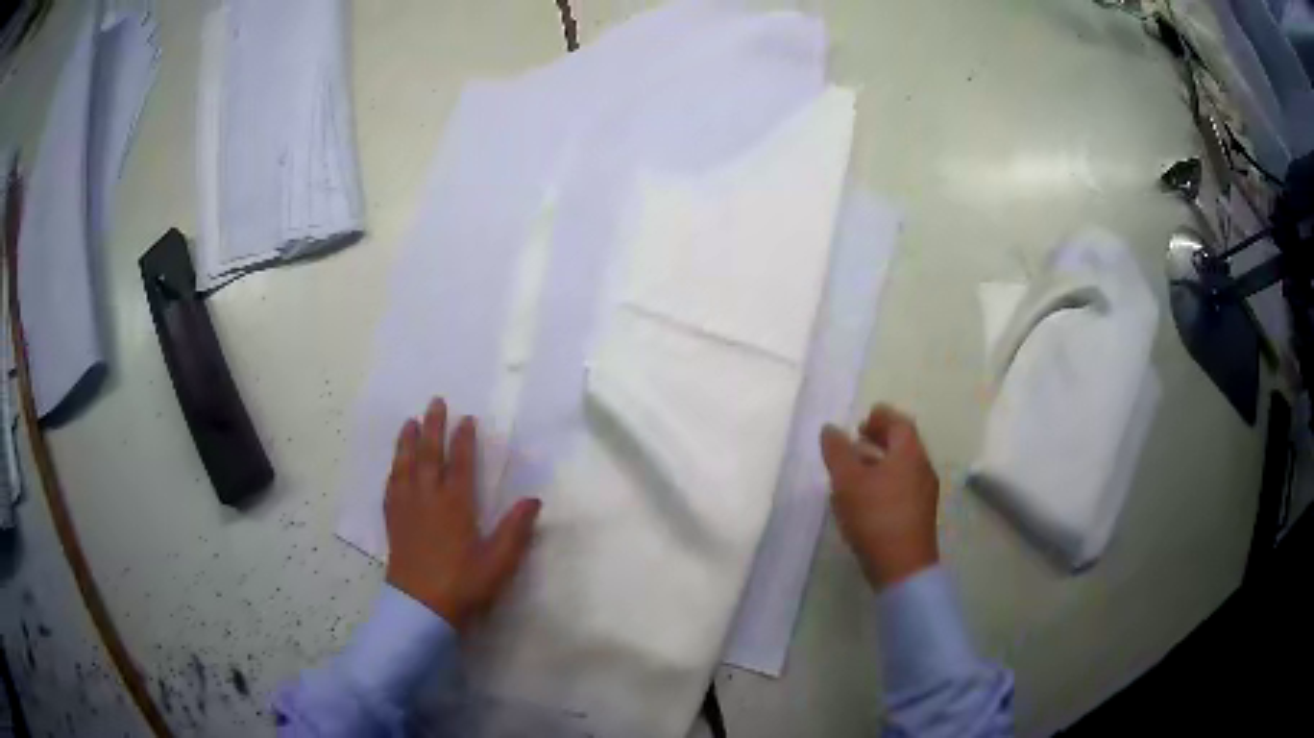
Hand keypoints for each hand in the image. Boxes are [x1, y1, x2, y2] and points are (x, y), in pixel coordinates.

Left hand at [384, 398, 541, 631]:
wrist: (421, 608)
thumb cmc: (464, 584)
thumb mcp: (498, 561)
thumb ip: (515, 530)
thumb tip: (533, 499)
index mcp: (455, 505)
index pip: (460, 463)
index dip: (464, 439)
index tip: (466, 419)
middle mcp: (428, 499)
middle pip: (429, 455)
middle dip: (432, 427)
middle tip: (434, 402)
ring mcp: (407, 509)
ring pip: (405, 466)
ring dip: (407, 442)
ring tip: (409, 422)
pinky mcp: (393, 522)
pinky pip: (391, 487)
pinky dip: (394, 470)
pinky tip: (394, 466)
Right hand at [820, 404, 939, 589]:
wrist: (902, 566)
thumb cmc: (876, 516)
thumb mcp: (848, 481)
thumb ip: (837, 452)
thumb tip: (830, 428)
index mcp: (910, 452)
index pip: (899, 422)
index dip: (880, 417)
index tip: (860, 421)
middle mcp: (922, 467)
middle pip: (903, 444)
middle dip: (879, 439)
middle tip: (855, 443)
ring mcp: (924, 492)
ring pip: (902, 467)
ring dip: (880, 462)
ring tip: (854, 472)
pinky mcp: (919, 514)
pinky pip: (903, 486)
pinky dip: (885, 482)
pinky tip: (865, 499)